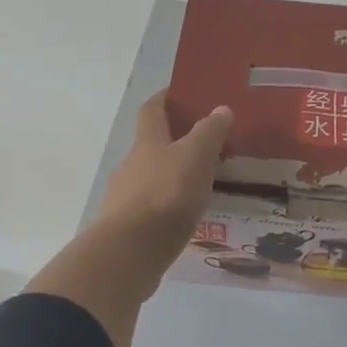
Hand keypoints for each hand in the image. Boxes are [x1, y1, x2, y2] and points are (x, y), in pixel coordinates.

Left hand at [29, 90, 232, 346]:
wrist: (129, 253)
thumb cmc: (165, 196)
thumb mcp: (195, 158)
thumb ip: (209, 133)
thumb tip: (220, 108)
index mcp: (147, 144)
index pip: (152, 110)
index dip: (164, 98)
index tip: (180, 92)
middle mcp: (132, 166)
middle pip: (151, 146)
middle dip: (174, 142)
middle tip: (206, 145)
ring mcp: (126, 198)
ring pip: (151, 178)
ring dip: (172, 177)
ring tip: (202, 185)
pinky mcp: (128, 228)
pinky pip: (151, 208)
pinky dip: (168, 206)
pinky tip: (186, 217)